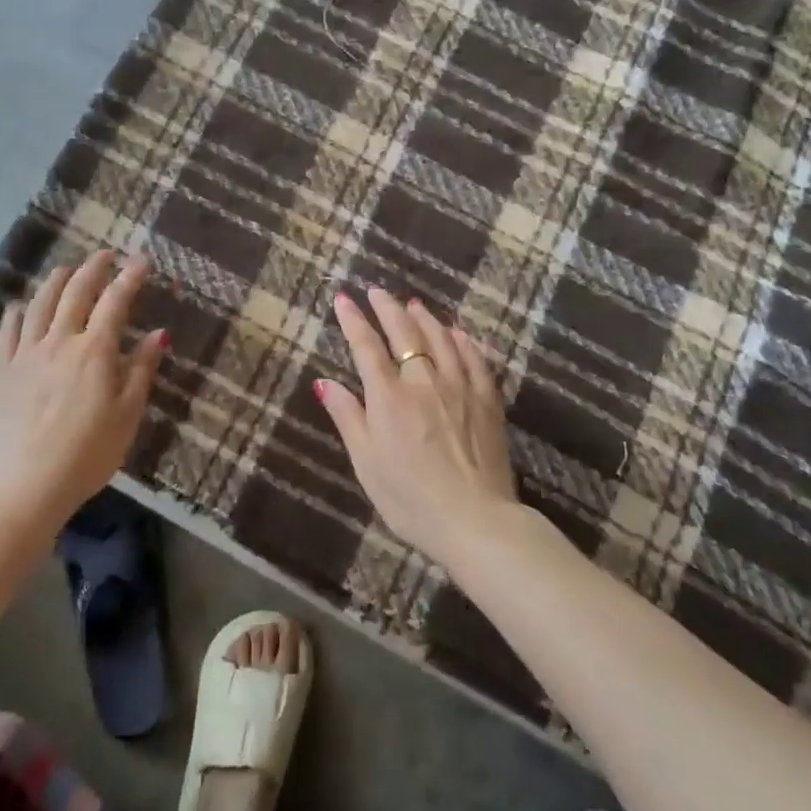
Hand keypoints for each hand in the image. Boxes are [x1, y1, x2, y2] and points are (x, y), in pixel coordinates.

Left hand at [0, 250, 165, 523]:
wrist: (25, 486)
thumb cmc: (87, 454)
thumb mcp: (127, 415)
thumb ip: (141, 370)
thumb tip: (160, 334)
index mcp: (94, 352)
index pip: (115, 302)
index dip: (130, 278)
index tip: (141, 261)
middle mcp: (58, 342)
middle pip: (75, 292)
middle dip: (93, 268)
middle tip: (106, 256)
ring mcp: (25, 355)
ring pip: (40, 304)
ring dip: (56, 281)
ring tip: (67, 270)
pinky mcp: (2, 371)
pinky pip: (8, 331)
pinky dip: (18, 311)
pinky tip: (21, 305)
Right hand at [314, 287, 516, 567]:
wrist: (474, 520)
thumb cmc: (409, 497)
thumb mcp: (366, 461)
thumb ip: (347, 416)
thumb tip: (323, 382)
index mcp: (389, 397)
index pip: (367, 346)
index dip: (354, 320)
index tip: (343, 299)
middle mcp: (424, 381)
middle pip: (405, 333)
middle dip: (388, 308)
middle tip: (377, 291)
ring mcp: (460, 387)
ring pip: (442, 339)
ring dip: (425, 318)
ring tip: (413, 305)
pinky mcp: (487, 401)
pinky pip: (475, 359)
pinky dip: (464, 341)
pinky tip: (459, 333)